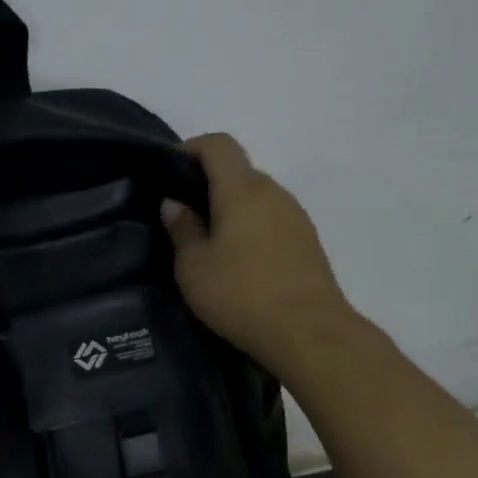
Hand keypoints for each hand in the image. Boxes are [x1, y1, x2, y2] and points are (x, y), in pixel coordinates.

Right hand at [161, 133, 356, 375]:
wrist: (308, 333)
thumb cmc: (241, 295)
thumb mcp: (194, 267)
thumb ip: (182, 229)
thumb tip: (175, 204)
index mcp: (242, 190)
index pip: (218, 144)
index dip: (190, 148)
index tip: (168, 172)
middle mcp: (273, 192)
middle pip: (237, 171)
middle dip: (207, 185)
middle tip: (181, 217)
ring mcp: (295, 216)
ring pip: (255, 197)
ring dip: (229, 209)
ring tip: (207, 243)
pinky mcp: (307, 241)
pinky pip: (270, 220)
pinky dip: (249, 228)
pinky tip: (236, 262)